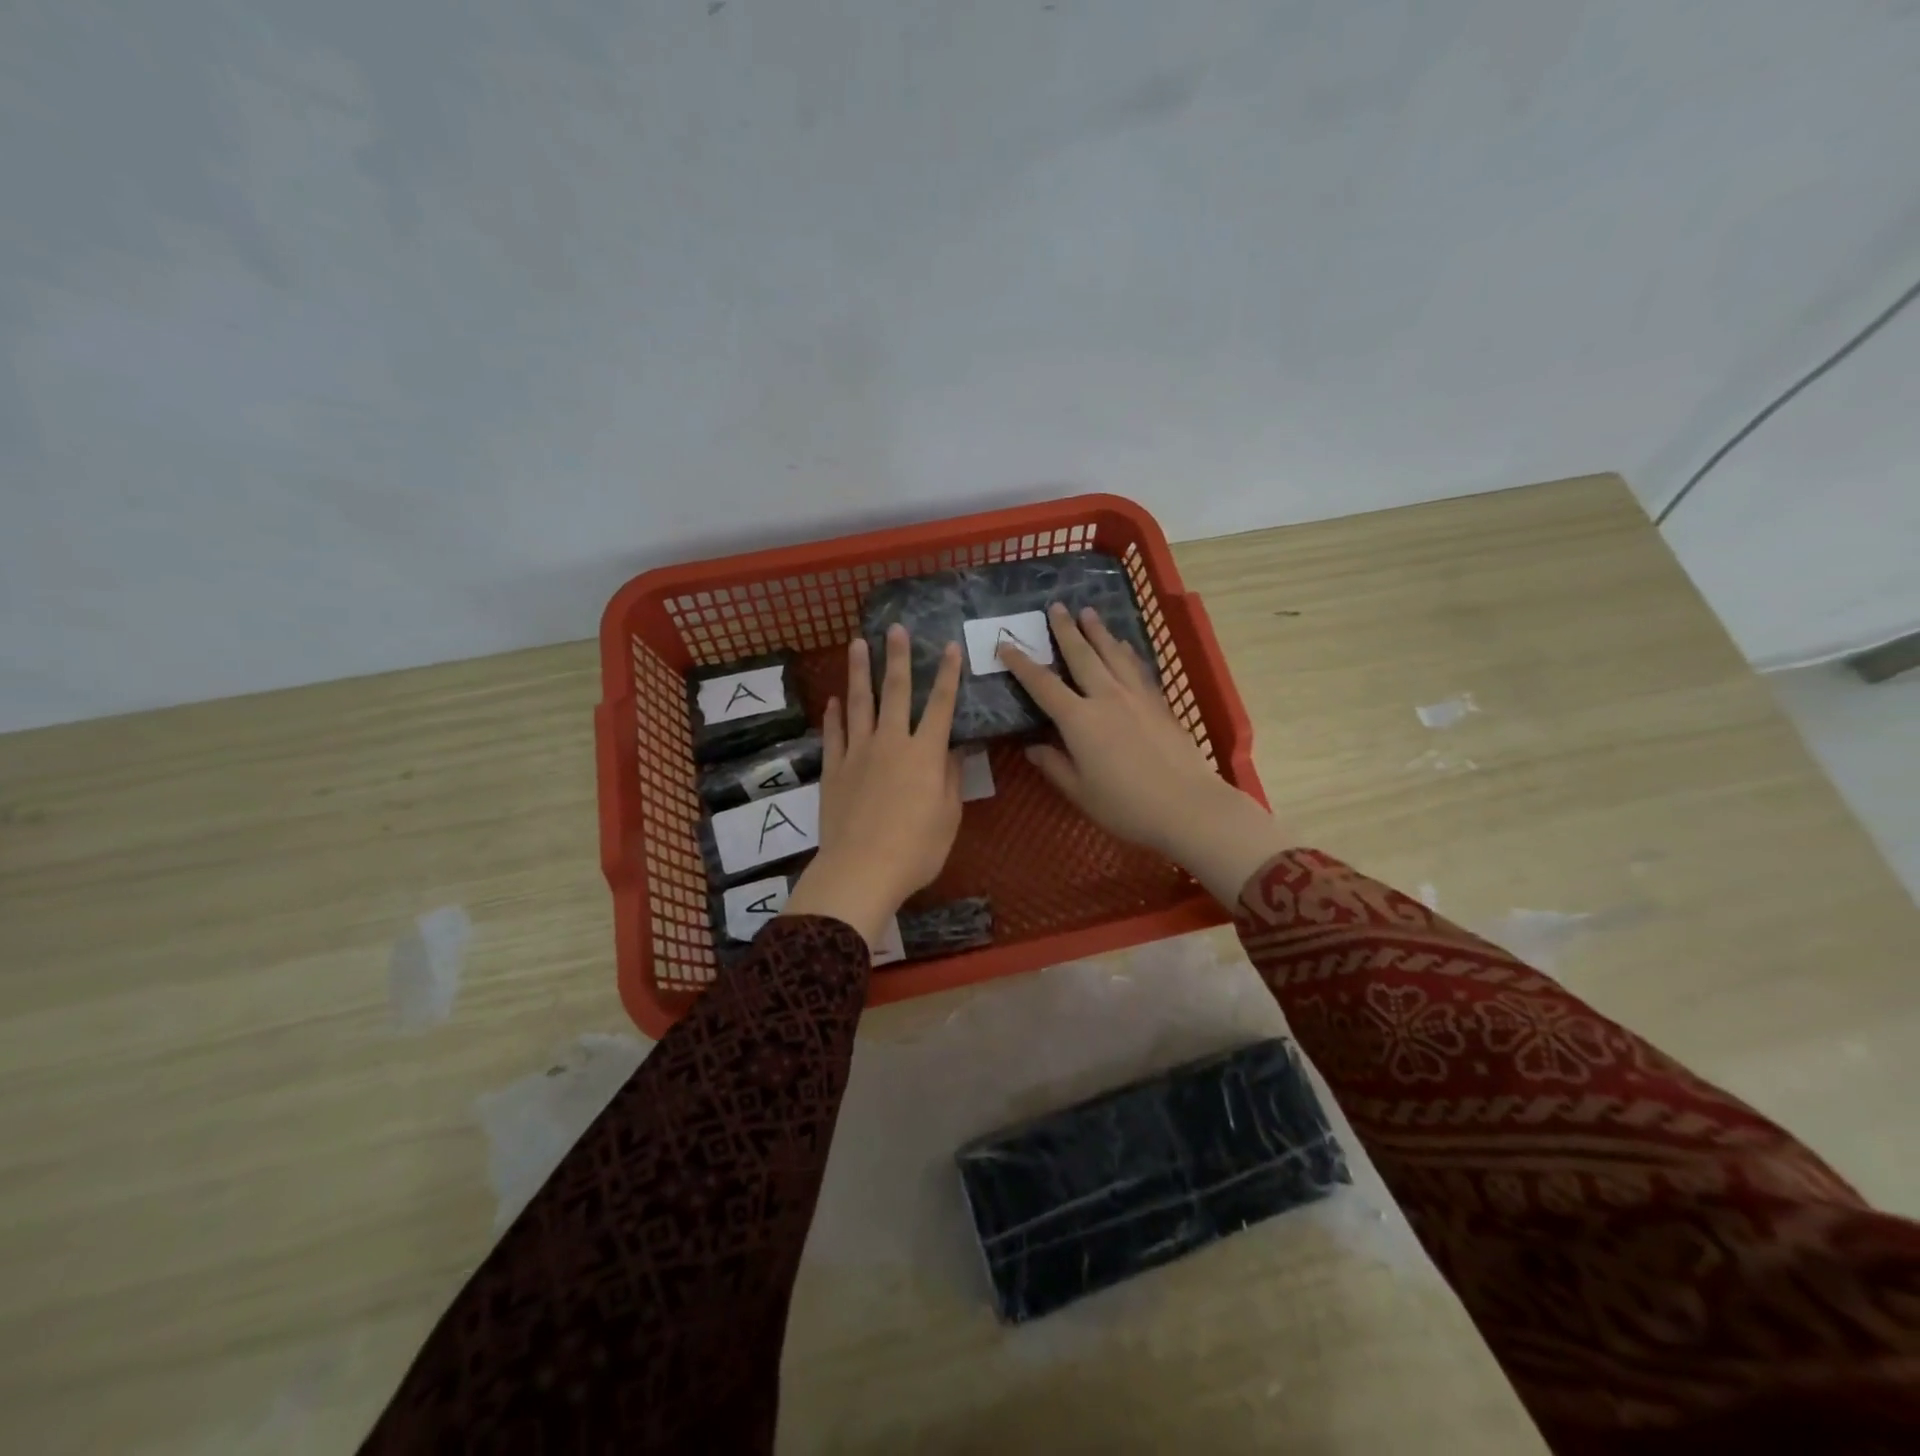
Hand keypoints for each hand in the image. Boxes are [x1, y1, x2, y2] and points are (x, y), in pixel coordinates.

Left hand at [781, 626, 963, 948]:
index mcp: (924, 753)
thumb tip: (952, 746)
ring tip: (857, 644)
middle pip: (896, 692)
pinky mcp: (833, 769)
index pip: (941, 705)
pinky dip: (835, 714)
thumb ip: (950, 777)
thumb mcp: (948, 816)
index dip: (947, 674)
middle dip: (897, 658)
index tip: (948, 647)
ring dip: (859, 672)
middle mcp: (891, 743)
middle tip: (895, 628)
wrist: (861, 870)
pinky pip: (834, 734)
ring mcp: (858, 753)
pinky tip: (834, 700)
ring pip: (859, 703)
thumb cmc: (916, 849)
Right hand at [998, 604, 1290, 904]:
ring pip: (1113, 654)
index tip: (1005, 644)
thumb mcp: (1080, 792)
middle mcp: (1106, 698)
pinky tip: (1124, 645)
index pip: (1043, 685)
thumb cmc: (1127, 807)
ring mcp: (1137, 697)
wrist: (1188, 806)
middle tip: (1055, 607)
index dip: (1021, 664)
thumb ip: (1054, 766)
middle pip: (1081, 656)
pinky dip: (1126, 652)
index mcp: (1079, 720)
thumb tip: (1032, 747)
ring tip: (1087, 612)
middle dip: (1066, 630)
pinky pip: (1138, 668)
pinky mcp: (1160, 703)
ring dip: (1098, 632)